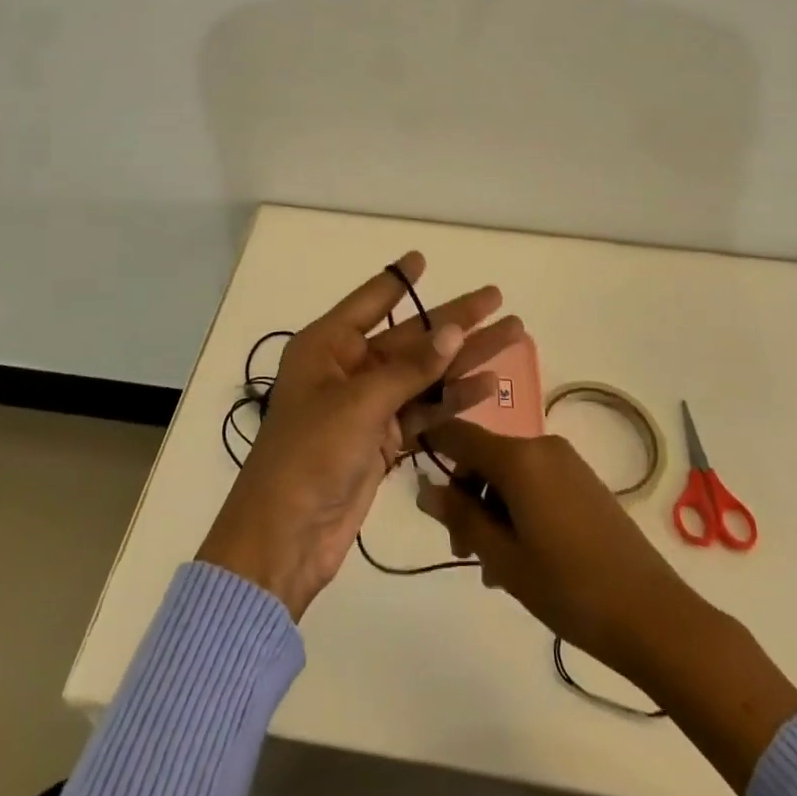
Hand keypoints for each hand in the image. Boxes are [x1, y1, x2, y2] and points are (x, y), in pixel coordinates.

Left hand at [196, 253, 522, 619]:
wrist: (285, 537)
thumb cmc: (310, 455)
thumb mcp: (360, 403)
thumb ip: (410, 368)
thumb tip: (454, 331)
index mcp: (327, 346)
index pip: (370, 301)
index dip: (399, 279)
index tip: (423, 257)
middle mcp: (347, 369)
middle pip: (409, 337)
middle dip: (454, 320)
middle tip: (497, 299)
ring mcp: (366, 406)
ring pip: (423, 374)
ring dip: (463, 359)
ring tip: (511, 336)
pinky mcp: (381, 441)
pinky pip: (423, 410)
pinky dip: (452, 399)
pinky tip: (487, 385)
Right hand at [417, 420, 796, 795]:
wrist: (653, 615)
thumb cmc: (569, 587)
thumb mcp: (504, 558)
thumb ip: (460, 517)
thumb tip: (426, 488)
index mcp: (518, 457)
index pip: (459, 433)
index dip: (433, 447)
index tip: (416, 478)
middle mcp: (542, 446)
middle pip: (485, 457)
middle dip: (465, 497)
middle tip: (462, 552)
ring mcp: (566, 462)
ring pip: (509, 474)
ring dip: (491, 510)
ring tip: (494, 568)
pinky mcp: (584, 481)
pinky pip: (535, 482)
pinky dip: (518, 509)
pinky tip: (521, 557)